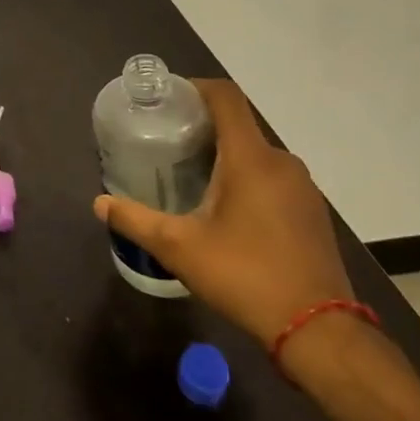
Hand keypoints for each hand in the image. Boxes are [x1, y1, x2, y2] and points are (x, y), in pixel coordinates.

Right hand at [92, 78, 352, 347]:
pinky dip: (247, 179)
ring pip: (256, 154)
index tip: (168, 99)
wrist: (320, 332)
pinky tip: (226, 210)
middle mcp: (281, 162)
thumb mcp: (179, 248)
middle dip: (202, 127)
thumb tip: (100, 204)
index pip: (225, 97)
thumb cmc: (245, 276)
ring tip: (191, 176)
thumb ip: (136, 220)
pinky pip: (273, 178)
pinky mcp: (312, 213)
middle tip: (167, 143)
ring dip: (225, 156)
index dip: (195, 87)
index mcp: (251, 158)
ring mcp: (303, 188)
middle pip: (238, 125)